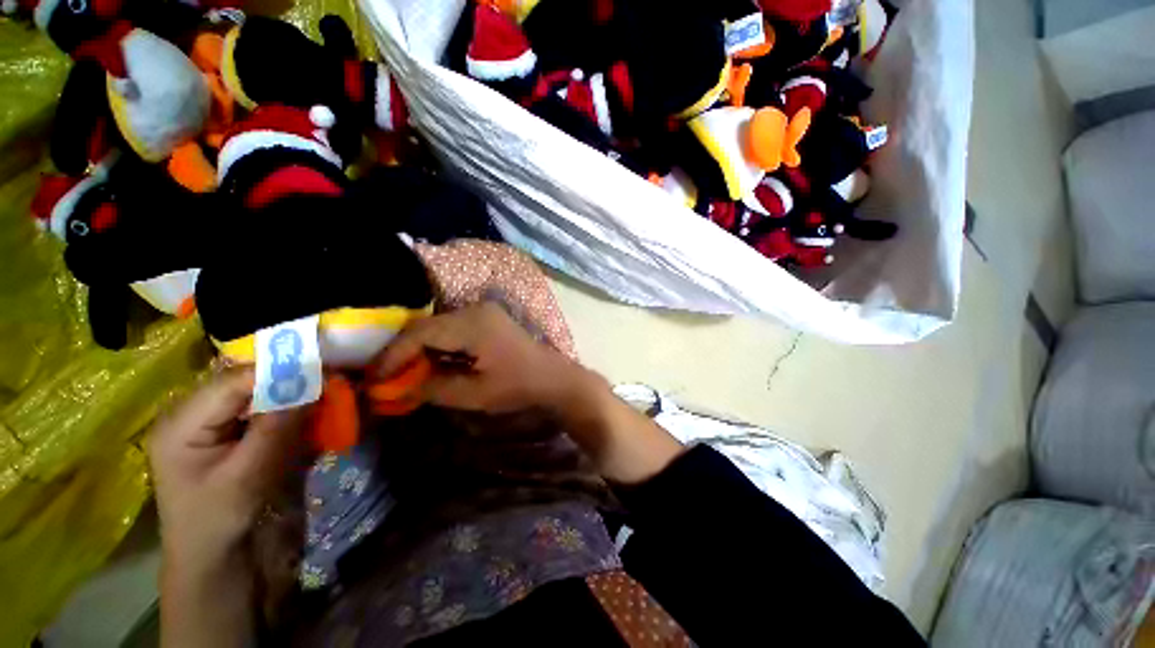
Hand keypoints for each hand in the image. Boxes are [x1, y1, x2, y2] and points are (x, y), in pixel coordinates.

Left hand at [150, 367, 310, 647]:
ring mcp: (217, 425)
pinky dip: (294, 409)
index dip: (278, 370)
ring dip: (296, 393)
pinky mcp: (237, 436)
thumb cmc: (219, 522)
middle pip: (247, 383)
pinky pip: (268, 411)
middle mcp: (196, 415)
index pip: (233, 381)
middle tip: (332, 377)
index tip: (325, 368)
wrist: (216, 561)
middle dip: (290, 379)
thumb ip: (277, 426)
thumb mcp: (247, 475)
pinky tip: (315, 412)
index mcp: (182, 423)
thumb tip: (313, 383)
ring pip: (262, 395)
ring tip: (330, 391)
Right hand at [372, 301, 683, 483]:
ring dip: (420, 348)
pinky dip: (439, 345)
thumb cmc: (518, 386)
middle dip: (403, 351)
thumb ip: (433, 387)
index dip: (393, 355)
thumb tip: (400, 387)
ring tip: (403, 372)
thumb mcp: (473, 394)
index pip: (419, 333)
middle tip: (385, 376)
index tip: (375, 379)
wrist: (554, 377)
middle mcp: (475, 309)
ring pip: (439, 326)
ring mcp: (484, 311)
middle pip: (426, 326)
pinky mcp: (489, 318)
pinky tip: (431, 363)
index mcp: (472, 324)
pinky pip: (454, 328)